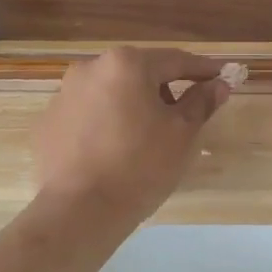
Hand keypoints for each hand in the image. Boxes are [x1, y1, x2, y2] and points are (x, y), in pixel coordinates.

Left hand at [32, 48, 229, 224]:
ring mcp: (64, 94)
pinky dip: (106, 123)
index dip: (203, 70)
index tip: (222, 77)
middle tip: (184, 117)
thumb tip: (218, 84)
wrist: (79, 210)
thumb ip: (201, 102)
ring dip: (133, 105)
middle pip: (139, 73)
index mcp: (126, 64)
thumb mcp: (181, 134)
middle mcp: (90, 68)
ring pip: (111, 92)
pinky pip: (88, 114)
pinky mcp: (49, 122)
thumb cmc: (140, 166)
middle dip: (164, 90)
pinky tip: (114, 151)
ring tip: (146, 139)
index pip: (175, 60)